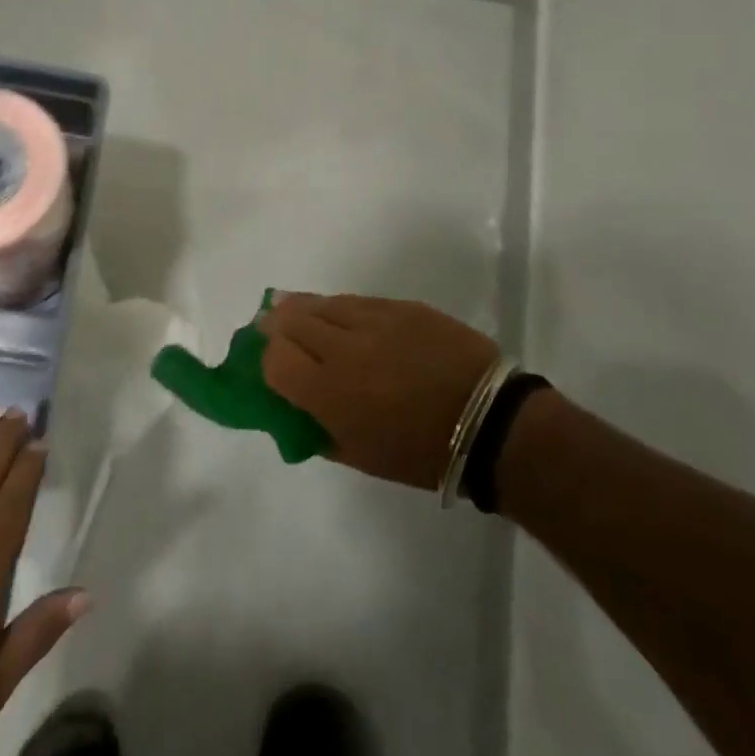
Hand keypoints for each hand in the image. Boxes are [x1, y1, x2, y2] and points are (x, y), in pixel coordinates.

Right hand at [257, 293, 499, 488]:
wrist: (489, 420)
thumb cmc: (421, 452)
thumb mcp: (359, 455)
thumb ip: (318, 430)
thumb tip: (297, 409)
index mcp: (329, 391)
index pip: (274, 359)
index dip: (265, 359)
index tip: (270, 364)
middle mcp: (344, 347)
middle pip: (290, 320)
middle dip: (275, 325)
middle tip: (271, 327)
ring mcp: (373, 320)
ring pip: (322, 303)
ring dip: (303, 309)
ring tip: (295, 311)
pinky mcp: (400, 306)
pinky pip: (356, 300)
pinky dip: (339, 307)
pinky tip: (339, 314)